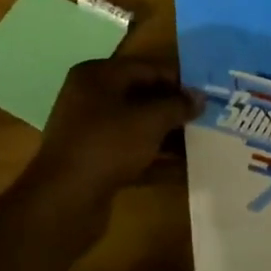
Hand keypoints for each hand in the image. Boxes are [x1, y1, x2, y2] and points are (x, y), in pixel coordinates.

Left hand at [31, 58, 200, 201]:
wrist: (63, 202)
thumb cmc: (107, 145)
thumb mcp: (149, 120)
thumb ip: (177, 105)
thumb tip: (200, 97)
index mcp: (97, 76)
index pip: (146, 68)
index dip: (178, 80)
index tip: (206, 93)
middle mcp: (90, 98)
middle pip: (141, 96)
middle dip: (173, 108)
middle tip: (207, 116)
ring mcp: (90, 132)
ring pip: (137, 126)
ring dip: (167, 134)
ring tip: (201, 141)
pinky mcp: (94, 162)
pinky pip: (131, 152)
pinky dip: (155, 157)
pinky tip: (184, 168)